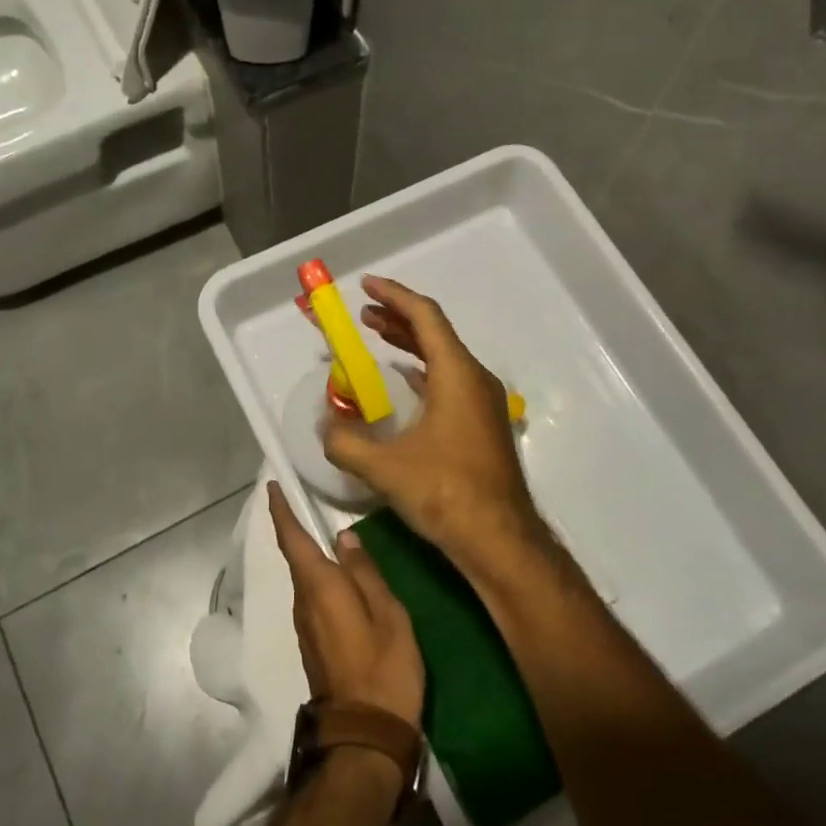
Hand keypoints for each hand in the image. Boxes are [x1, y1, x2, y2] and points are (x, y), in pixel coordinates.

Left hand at [269, 483, 423, 729]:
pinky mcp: (313, 643)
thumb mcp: (388, 615)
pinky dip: (318, 576)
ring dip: (307, 553)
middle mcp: (304, 602)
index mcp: (320, 587)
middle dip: (294, 527)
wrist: (364, 736)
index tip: (272, 486)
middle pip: (295, 557)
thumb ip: (365, 573)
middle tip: (303, 498)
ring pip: (304, 578)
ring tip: (323, 530)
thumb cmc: (384, 669)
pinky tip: (337, 574)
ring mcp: (305, 625)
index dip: (281, 511)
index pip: (292, 539)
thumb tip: (344, 537)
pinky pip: (312, 597)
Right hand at [323, 276, 549, 586]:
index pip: (425, 317)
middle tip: (363, 314)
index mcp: (457, 374)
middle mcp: (475, 379)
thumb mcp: (384, 467)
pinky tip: (404, 385)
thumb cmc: (446, 493)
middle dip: (398, 319)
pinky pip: (450, 382)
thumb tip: (325, 425)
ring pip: (444, 358)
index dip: (394, 296)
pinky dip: (423, 372)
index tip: (366, 286)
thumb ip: (345, 441)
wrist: (500, 539)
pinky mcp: (483, 425)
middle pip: (435, 333)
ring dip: (411, 345)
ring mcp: (484, 403)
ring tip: (377, 338)